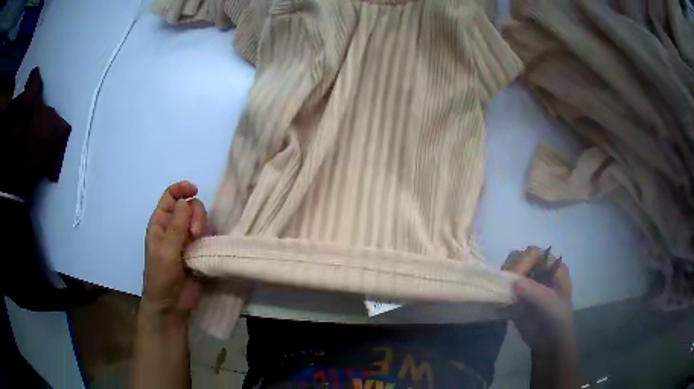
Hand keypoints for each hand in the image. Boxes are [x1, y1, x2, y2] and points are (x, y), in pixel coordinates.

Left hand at [142, 181, 207, 326]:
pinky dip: (210, 237)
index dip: (181, 189)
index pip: (171, 196)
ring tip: (201, 243)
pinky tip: (209, 247)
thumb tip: (186, 200)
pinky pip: (208, 236)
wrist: (172, 305)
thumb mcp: (166, 251)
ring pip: (201, 220)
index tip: (195, 190)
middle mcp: (174, 227)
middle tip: (197, 233)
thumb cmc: (161, 277)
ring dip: (203, 226)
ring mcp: (187, 240)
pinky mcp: (199, 251)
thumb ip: (176, 226)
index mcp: (161, 223)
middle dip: (196, 215)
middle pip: (190, 206)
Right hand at [505, 247, 573, 353]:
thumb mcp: (551, 305)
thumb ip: (535, 292)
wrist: (550, 345)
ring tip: (501, 296)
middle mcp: (539, 271)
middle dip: (510, 271)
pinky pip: (504, 289)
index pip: (534, 253)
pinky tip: (498, 304)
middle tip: (505, 287)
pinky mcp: (516, 298)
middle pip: (519, 259)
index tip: (515, 278)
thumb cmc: (558, 321)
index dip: (523, 262)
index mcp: (553, 267)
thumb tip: (513, 281)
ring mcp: (527, 284)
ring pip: (509, 273)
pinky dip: (499, 294)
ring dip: (503, 282)